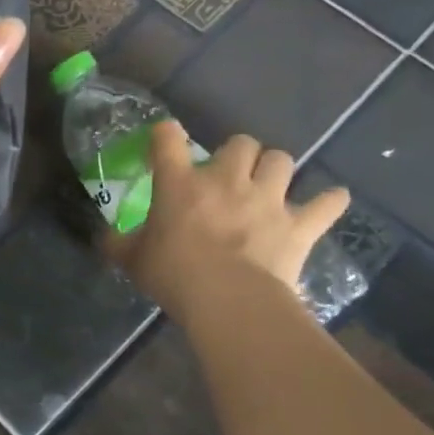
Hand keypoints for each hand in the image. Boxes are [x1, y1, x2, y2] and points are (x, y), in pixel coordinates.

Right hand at [106, 121, 348, 323]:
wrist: (228, 299)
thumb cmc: (173, 274)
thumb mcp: (132, 260)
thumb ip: (118, 243)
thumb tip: (105, 238)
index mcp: (180, 184)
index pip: (168, 139)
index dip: (165, 134)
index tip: (164, 141)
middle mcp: (227, 180)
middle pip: (241, 142)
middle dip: (236, 154)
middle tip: (227, 175)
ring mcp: (268, 199)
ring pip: (282, 161)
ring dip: (274, 169)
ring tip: (268, 186)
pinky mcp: (300, 224)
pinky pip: (327, 203)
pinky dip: (328, 202)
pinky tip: (327, 203)